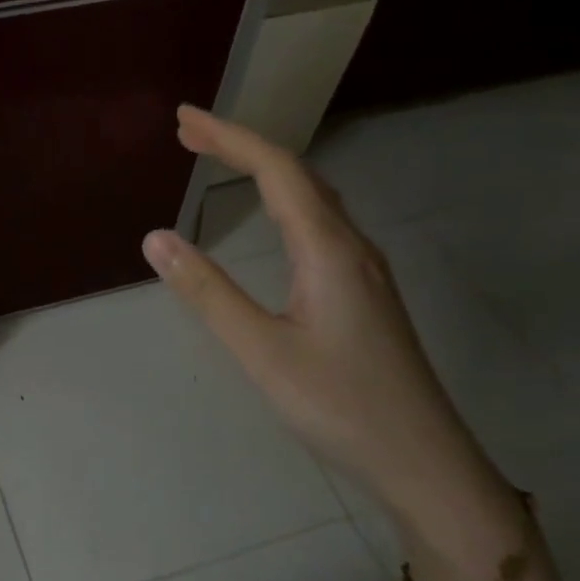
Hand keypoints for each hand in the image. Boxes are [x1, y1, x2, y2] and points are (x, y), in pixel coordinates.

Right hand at [143, 107, 503, 529]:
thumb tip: (156, 238)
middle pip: (297, 174)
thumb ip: (208, 293)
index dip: (229, 137)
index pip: (276, 171)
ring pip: (313, 198)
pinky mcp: (365, 292)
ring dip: (265, 171)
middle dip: (242, 146)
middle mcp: (352, 246)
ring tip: (222, 161)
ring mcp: (364, 269)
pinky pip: (321, 223)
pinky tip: (274, 218)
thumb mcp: (262, 351)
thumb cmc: (340, 406)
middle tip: (190, 134)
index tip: (184, 119)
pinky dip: (284, 199)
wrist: (424, 461)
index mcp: (328, 249)